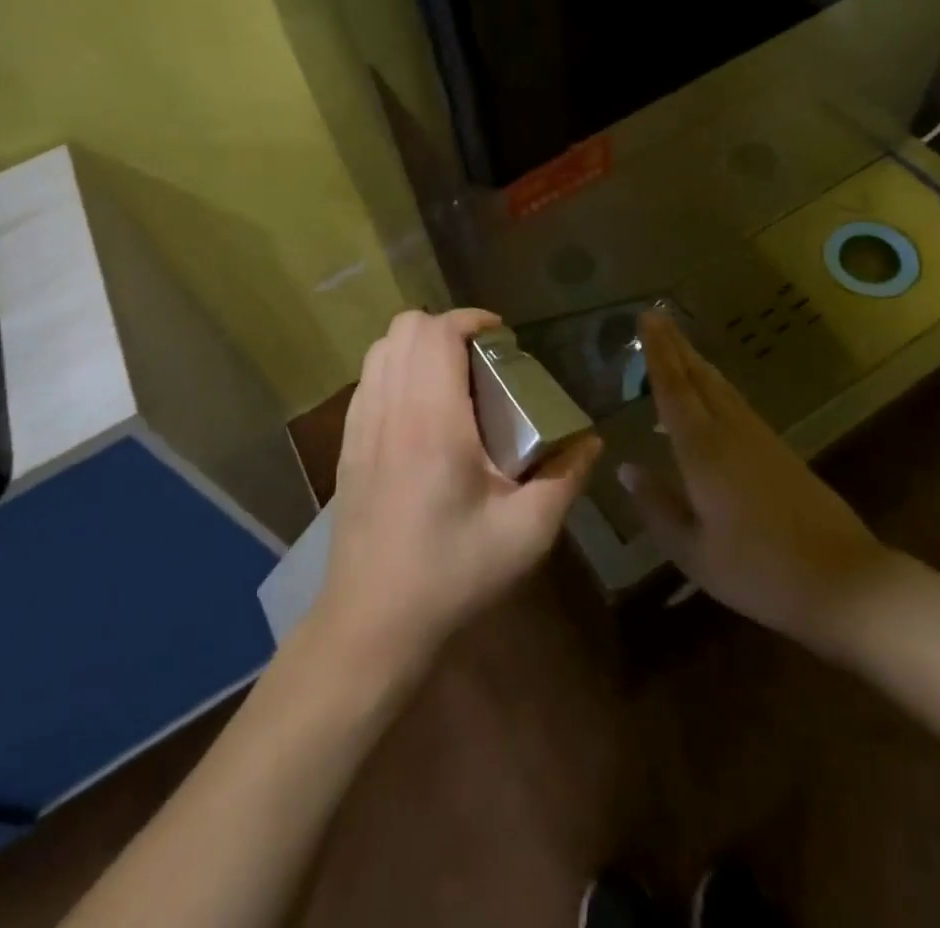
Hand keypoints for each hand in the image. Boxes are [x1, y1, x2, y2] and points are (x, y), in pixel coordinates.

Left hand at [314, 309, 601, 673]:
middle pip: (404, 327)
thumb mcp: (526, 532)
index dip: (472, 319)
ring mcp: (360, 424)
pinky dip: (396, 370)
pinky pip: (368, 379)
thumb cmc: (452, 573)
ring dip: (418, 346)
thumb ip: (564, 478)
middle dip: (446, 326)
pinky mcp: (347, 444)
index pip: (438, 332)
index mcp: (432, 419)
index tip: (503, 336)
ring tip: (453, 377)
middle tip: (482, 358)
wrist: (373, 621)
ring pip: (381, 349)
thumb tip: (591, 442)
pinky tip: (420, 410)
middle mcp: (390, 408)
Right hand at [619, 311, 900, 657]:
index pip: (673, 388)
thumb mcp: (693, 551)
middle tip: (656, 316)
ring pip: (721, 387)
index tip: (646, 317)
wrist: (844, 582)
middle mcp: (730, 432)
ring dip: (696, 362)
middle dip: (675, 345)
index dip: (657, 352)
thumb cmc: (758, 571)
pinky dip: (715, 387)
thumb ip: (656, 506)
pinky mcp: (780, 451)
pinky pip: (737, 404)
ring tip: (677, 346)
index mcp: (703, 450)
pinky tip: (711, 396)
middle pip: (698, 377)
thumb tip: (625, 469)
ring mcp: (760, 438)